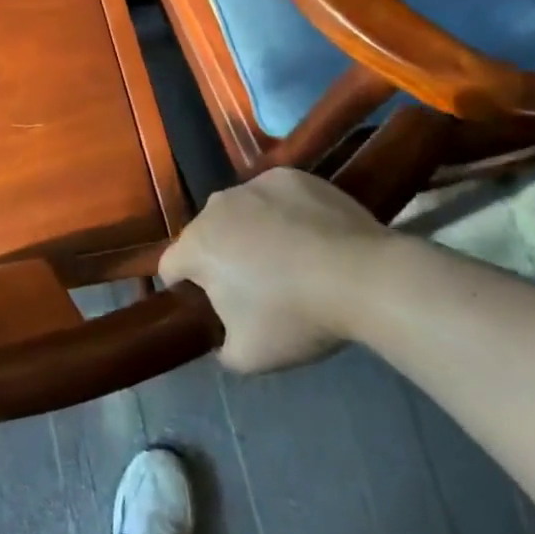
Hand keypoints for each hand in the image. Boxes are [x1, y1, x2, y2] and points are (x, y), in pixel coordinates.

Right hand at [159, 168, 392, 374]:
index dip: (183, 286)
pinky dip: (282, 212)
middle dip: (220, 256)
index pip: (170, 266)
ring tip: (288, 257)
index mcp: (197, 247)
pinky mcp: (288, 176)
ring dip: (249, 231)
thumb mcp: (249, 356)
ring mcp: (252, 186)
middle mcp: (215, 208)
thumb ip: (221, 349)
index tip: (208, 304)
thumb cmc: (296, 316)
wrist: (364, 277)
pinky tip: (310, 234)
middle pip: (205, 235)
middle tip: (255, 286)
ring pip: (239, 212)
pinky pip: (273, 196)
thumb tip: (222, 341)